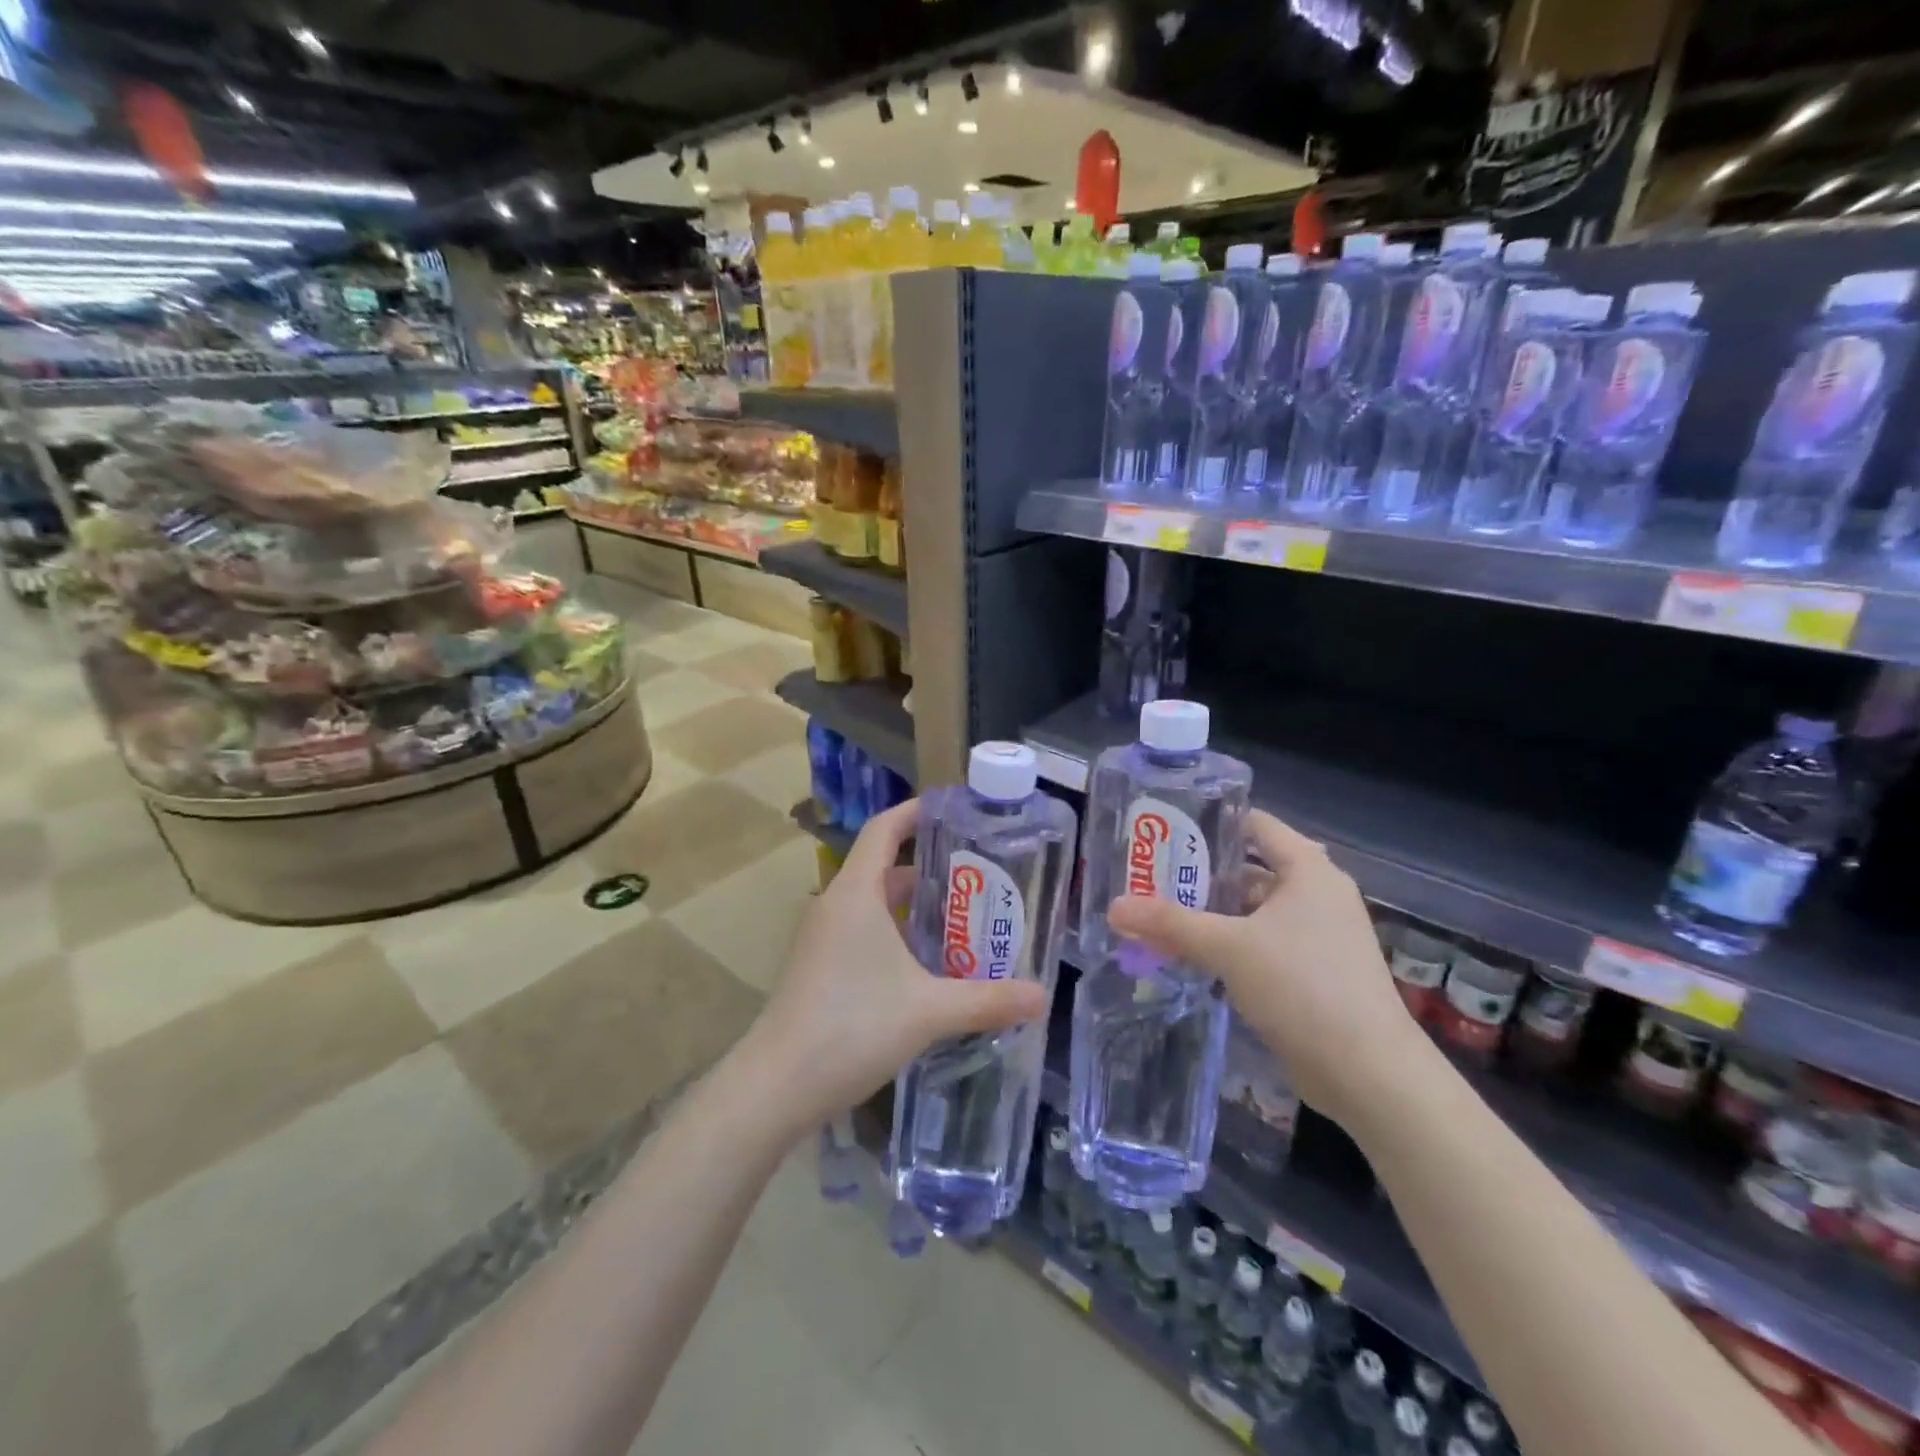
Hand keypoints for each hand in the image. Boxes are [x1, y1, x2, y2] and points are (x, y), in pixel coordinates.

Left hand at [749, 799, 1045, 1134]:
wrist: (776, 1085)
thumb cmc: (852, 1027)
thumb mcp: (928, 1010)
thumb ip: (988, 1000)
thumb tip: (1043, 996)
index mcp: (856, 894)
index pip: (884, 829)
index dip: (915, 812)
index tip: (953, 809)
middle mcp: (836, 906)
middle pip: (884, 868)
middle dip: (930, 868)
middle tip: (979, 876)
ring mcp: (823, 938)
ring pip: (874, 905)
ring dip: (915, 908)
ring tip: (964, 920)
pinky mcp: (819, 968)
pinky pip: (863, 932)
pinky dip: (896, 935)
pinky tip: (928, 967)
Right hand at [1106, 808, 1429, 1131]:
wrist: (1368, 1073)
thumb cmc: (1302, 986)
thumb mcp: (1228, 947)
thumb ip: (1170, 922)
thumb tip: (1114, 907)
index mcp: (1308, 870)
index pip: (1255, 824)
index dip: (1211, 822)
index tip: (1165, 829)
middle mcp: (1317, 894)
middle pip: (1249, 870)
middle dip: (1199, 875)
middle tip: (1149, 876)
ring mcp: (1318, 936)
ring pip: (1252, 912)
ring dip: (1211, 915)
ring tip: (1158, 915)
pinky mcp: (1313, 972)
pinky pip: (1261, 944)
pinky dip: (1228, 945)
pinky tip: (1189, 955)